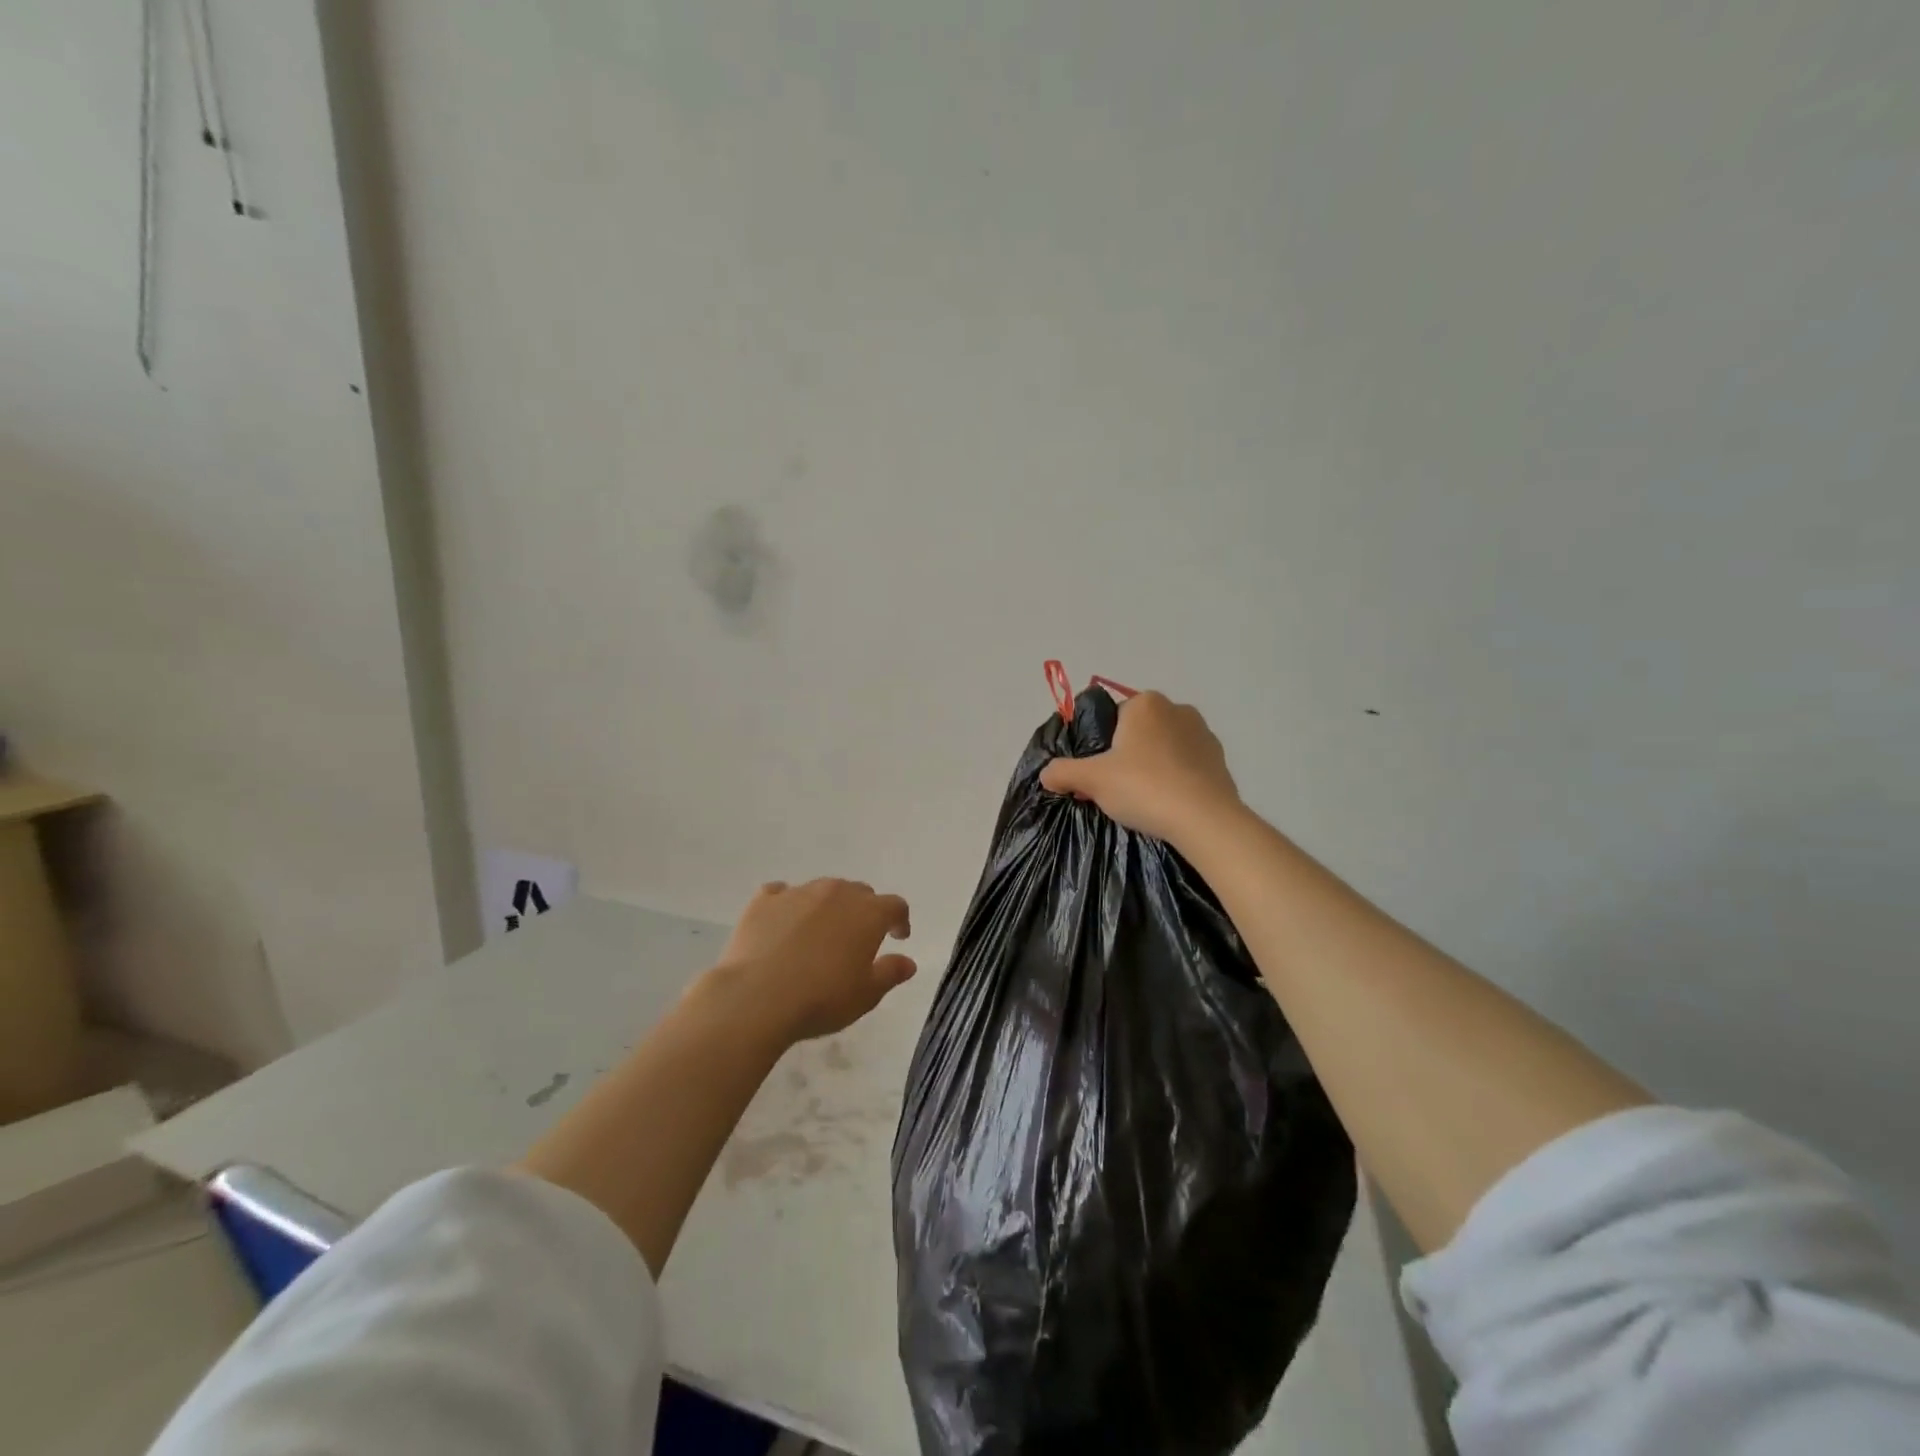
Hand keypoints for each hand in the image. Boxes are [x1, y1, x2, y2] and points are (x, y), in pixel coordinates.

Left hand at [707, 879, 916, 1043]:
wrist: (756, 998)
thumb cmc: (821, 999)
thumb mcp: (866, 995)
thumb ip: (890, 973)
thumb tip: (908, 962)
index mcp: (868, 913)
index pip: (894, 905)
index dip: (899, 920)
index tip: (897, 937)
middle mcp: (836, 893)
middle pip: (859, 892)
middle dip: (863, 911)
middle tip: (858, 938)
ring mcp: (797, 893)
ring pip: (822, 890)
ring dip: (828, 906)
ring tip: (819, 933)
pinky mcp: (763, 901)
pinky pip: (781, 893)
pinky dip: (787, 904)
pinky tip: (782, 922)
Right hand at [1039, 691, 1242, 846]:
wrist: (1204, 819)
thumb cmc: (1143, 787)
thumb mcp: (1092, 780)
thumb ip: (1063, 772)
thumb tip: (1046, 774)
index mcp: (1145, 703)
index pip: (1112, 717)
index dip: (1100, 746)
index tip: (1096, 773)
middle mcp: (1177, 709)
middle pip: (1138, 732)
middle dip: (1125, 755)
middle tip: (1115, 789)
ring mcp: (1204, 734)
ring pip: (1164, 748)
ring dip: (1151, 766)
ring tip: (1143, 799)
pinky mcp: (1220, 761)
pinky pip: (1186, 766)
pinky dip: (1175, 779)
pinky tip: (1167, 804)